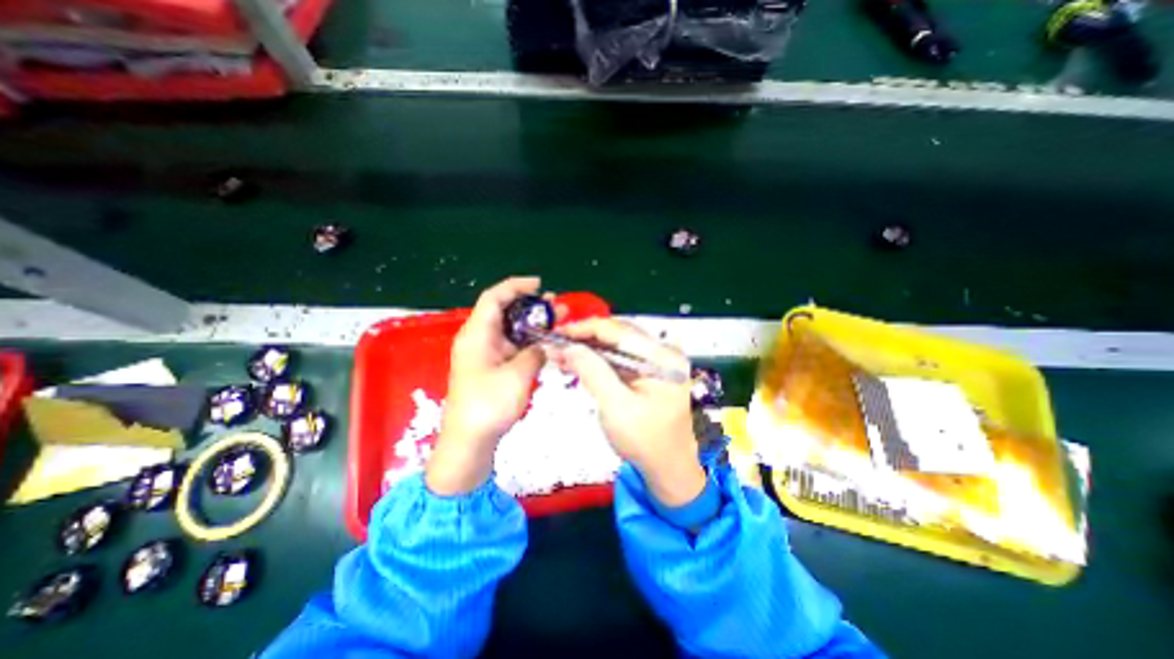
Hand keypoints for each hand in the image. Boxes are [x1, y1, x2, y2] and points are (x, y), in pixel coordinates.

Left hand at [427, 276, 556, 495]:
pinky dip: (528, 341)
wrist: (469, 442)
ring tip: (556, 320)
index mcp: (477, 334)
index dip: (516, 286)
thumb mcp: (518, 375)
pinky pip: (511, 345)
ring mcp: (484, 354)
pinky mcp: (490, 367)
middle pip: (503, 311)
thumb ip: (535, 353)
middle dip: (530, 305)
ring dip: (532, 323)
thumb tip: (544, 345)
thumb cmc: (488, 406)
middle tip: (556, 305)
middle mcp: (478, 339)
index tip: (539, 285)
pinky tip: (545, 343)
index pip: (494, 298)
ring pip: (509, 329)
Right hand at [554, 321, 705, 507]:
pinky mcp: (651, 371)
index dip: (585, 328)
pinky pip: (622, 358)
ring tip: (563, 355)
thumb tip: (568, 346)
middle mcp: (663, 352)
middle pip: (618, 333)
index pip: (618, 330)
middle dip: (585, 338)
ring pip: (618, 345)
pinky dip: (600, 360)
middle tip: (557, 345)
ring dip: (590, 349)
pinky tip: (580, 364)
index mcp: (662, 357)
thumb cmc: (645, 441)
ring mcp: (659, 361)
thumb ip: (593, 372)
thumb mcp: (615, 406)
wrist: (669, 468)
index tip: (557, 334)